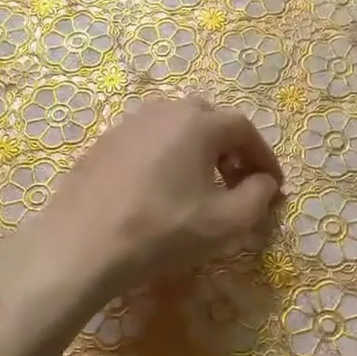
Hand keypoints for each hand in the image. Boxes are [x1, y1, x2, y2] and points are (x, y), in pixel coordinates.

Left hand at [36, 95, 283, 297]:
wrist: (83, 245)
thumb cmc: (162, 230)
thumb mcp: (225, 222)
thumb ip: (258, 197)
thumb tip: (265, 182)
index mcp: (197, 122)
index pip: (244, 129)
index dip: (264, 157)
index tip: (273, 186)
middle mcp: (164, 110)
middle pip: (209, 120)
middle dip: (231, 149)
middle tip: (238, 183)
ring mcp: (129, 124)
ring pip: (176, 128)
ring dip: (198, 151)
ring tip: (200, 187)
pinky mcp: (104, 143)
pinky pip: (149, 141)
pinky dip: (167, 157)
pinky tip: (161, 190)